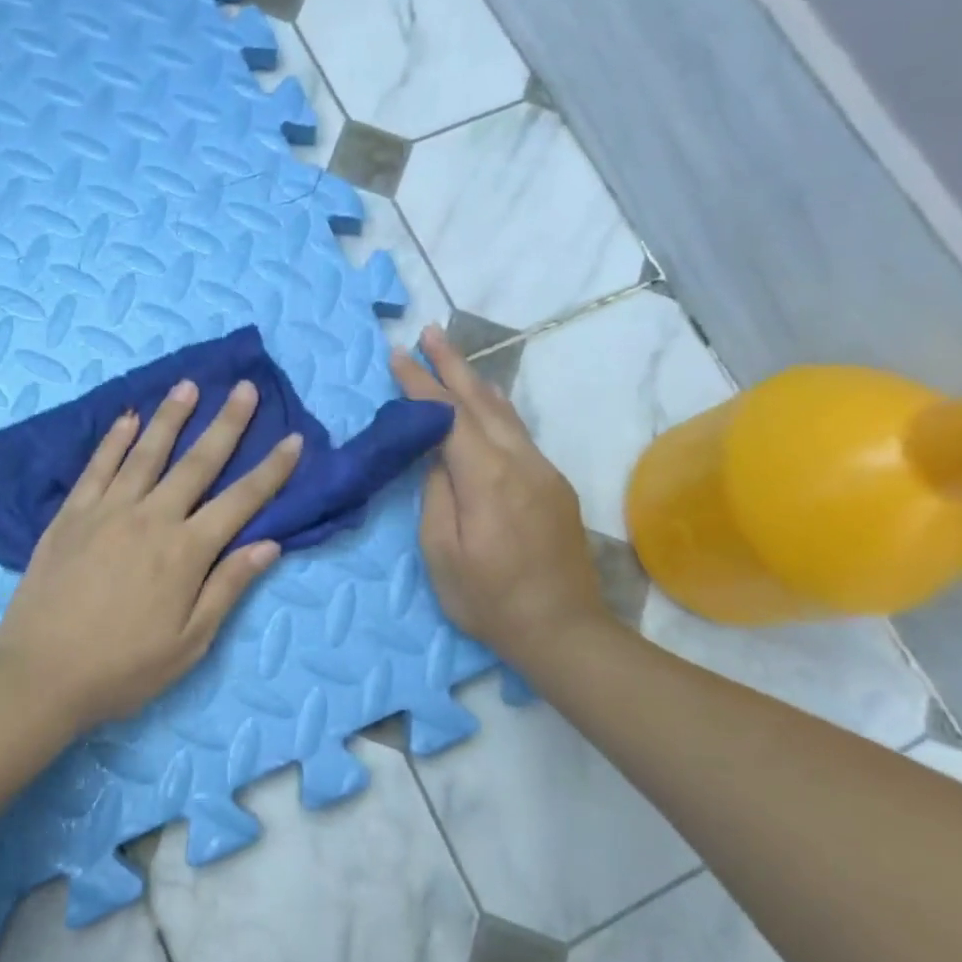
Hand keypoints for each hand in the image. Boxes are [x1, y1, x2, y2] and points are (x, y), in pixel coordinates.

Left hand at [0, 378, 302, 731]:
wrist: (39, 675)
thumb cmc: (123, 668)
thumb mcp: (190, 642)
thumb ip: (227, 587)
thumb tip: (269, 544)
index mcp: (186, 552)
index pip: (241, 501)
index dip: (271, 470)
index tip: (293, 440)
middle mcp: (151, 518)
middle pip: (197, 462)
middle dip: (227, 424)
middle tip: (245, 389)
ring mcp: (107, 511)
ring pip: (146, 452)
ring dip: (170, 417)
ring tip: (188, 386)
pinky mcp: (71, 514)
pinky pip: (97, 466)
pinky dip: (114, 440)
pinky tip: (128, 419)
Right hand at [390, 325, 619, 667]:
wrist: (564, 630)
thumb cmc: (490, 600)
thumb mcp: (443, 554)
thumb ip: (436, 495)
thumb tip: (437, 457)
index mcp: (488, 477)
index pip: (448, 416)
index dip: (421, 383)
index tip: (397, 354)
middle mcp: (521, 462)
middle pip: (482, 401)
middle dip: (452, 364)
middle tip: (429, 331)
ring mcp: (544, 471)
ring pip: (505, 413)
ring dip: (475, 381)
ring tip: (451, 357)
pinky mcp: (554, 486)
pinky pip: (518, 432)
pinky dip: (493, 409)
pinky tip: (483, 405)